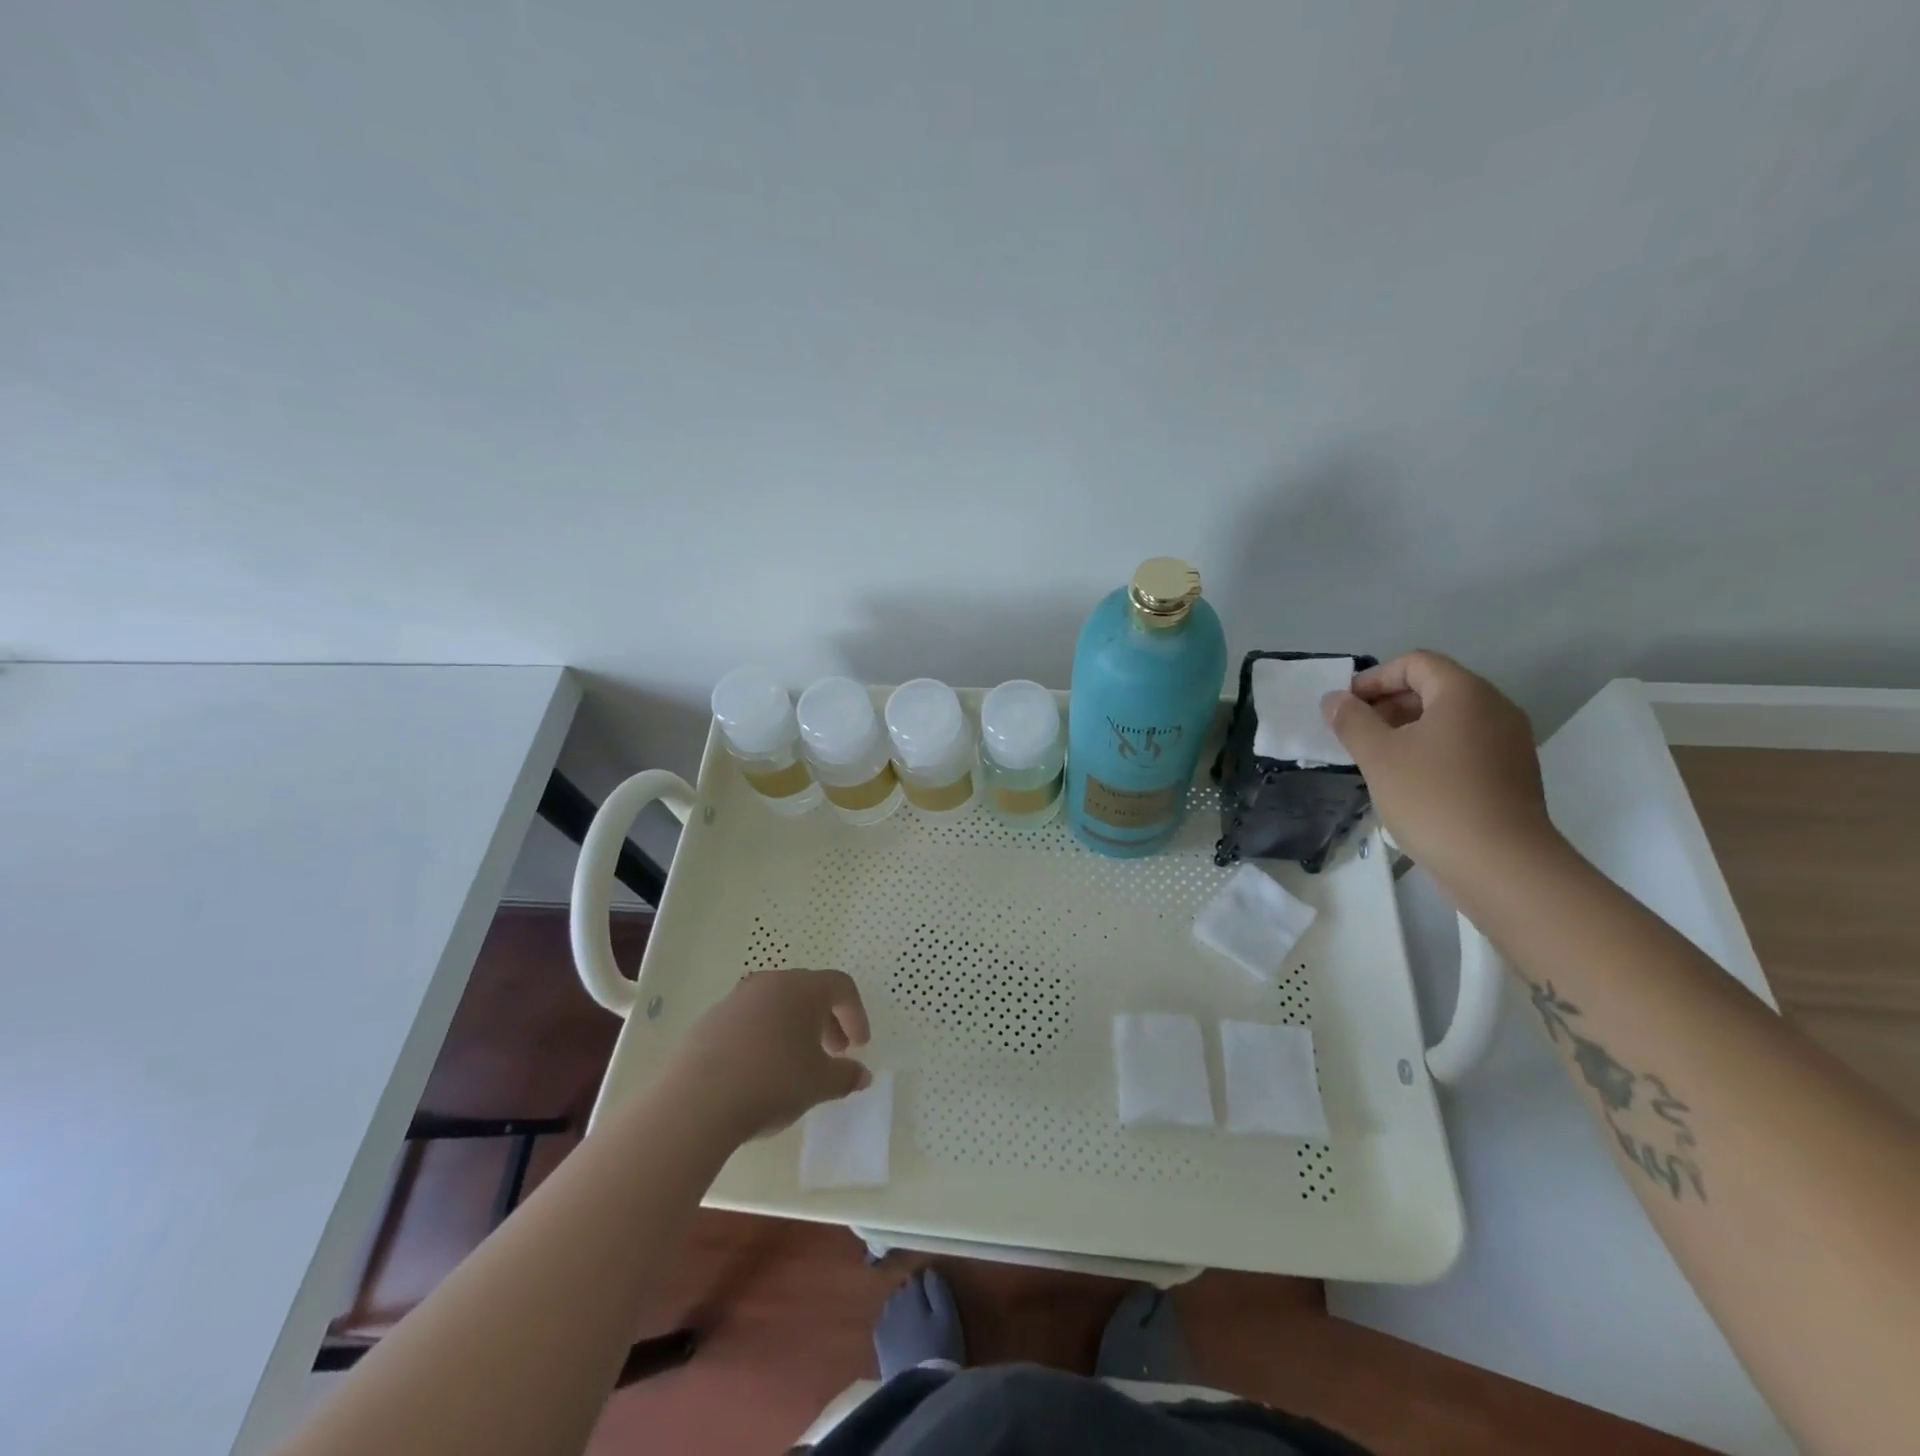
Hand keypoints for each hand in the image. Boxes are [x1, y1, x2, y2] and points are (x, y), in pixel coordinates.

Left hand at [666, 968, 872, 1141]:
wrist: (696, 1101)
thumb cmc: (771, 1082)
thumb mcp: (819, 1084)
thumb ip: (846, 1076)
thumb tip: (862, 1075)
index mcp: (802, 989)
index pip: (841, 986)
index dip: (856, 1014)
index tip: (858, 1047)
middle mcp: (770, 983)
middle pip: (808, 992)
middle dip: (827, 1021)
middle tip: (833, 1054)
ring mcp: (736, 999)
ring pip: (777, 1005)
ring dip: (794, 1028)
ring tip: (796, 1064)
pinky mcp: (710, 1020)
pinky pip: (749, 1020)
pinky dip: (765, 1036)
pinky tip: (760, 1071)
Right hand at [1320, 651, 1556, 887]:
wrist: (1500, 865)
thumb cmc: (1432, 798)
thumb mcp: (1378, 756)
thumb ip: (1351, 720)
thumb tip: (1334, 699)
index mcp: (1465, 694)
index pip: (1415, 663)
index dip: (1374, 678)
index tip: (1344, 706)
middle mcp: (1494, 709)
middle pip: (1433, 688)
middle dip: (1387, 703)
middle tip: (1353, 732)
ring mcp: (1507, 743)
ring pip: (1448, 720)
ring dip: (1406, 729)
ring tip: (1374, 758)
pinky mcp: (1510, 775)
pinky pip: (1462, 746)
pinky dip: (1429, 750)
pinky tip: (1406, 781)